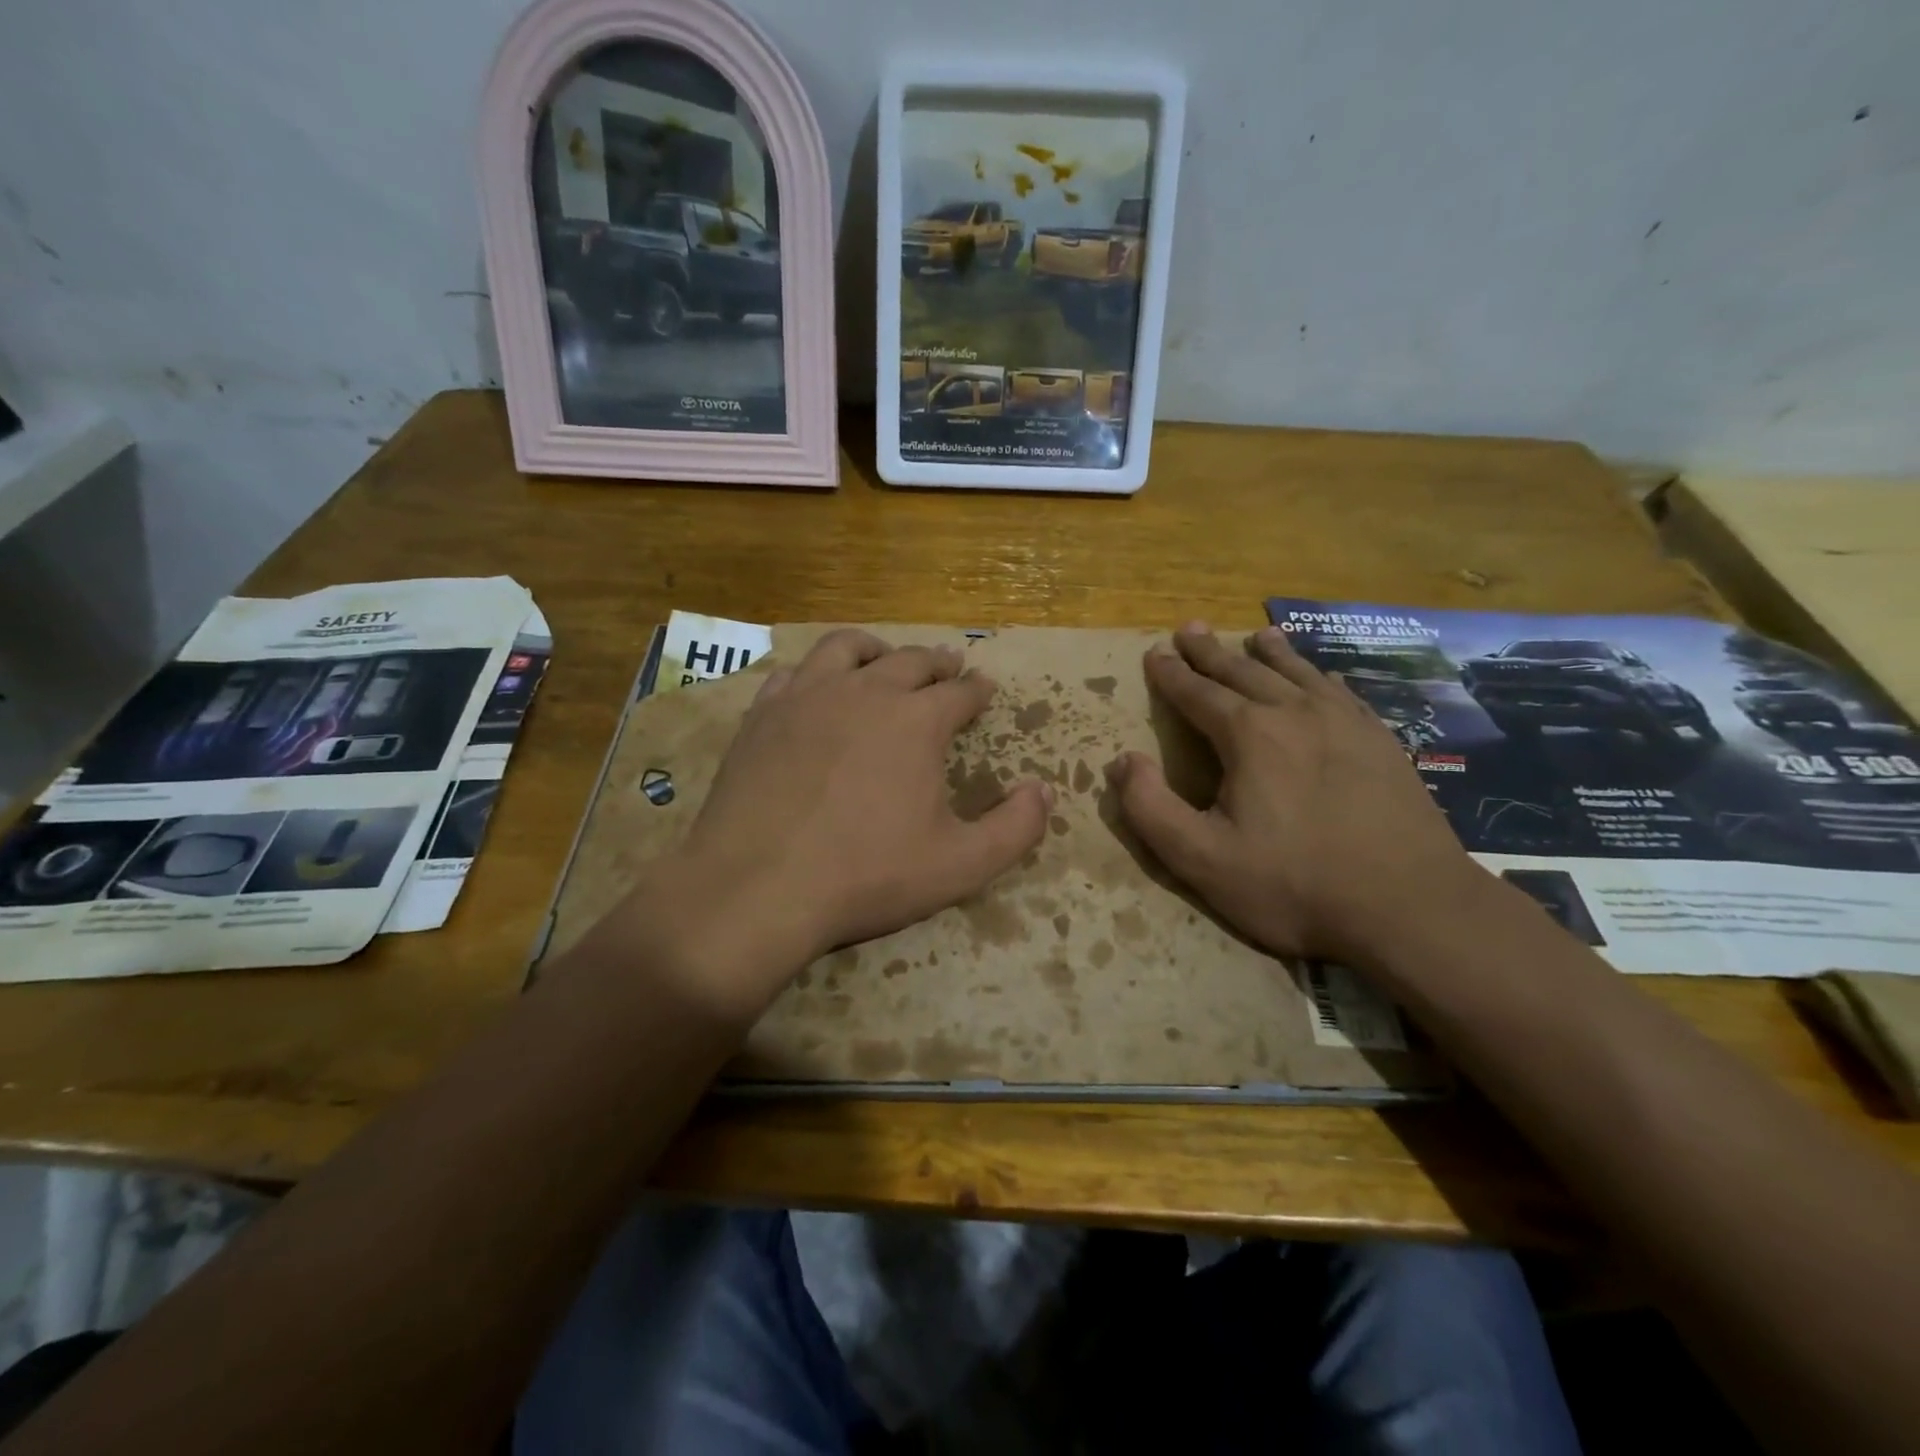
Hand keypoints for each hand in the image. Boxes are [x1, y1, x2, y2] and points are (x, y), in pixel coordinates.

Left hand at [640, 630, 1051, 1012]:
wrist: (759, 885)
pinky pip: (796, 672)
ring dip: (877, 650)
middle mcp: (865, 692)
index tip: (985, 688)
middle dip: (937, 663)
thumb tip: (1045, 790)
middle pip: (910, 661)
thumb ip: (1015, 828)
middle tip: (948, 666)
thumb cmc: (867, 875)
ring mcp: (808, 696)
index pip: (960, 693)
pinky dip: (817, 672)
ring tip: (885, 657)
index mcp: (917, 721)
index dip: (977, 691)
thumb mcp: (961, 865)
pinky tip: (817, 687)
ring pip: (848, 649)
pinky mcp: (763, 713)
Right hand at [1105, 622, 1475, 965]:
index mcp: (1249, 736)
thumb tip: (1121, 761)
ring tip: (1256, 634)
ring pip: (1298, 674)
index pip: (1198, 693)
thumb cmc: (1293, 885)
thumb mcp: (1200, 858)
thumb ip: (1150, 808)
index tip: (1155, 653)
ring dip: (1271, 653)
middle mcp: (1296, 713)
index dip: (1172, 674)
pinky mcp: (1382, 742)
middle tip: (1190, 628)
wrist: (1409, 907)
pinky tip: (1320, 677)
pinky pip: (1341, 693)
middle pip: (1244, 672)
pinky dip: (1319, 676)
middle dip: (1211, 652)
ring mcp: (1346, 724)